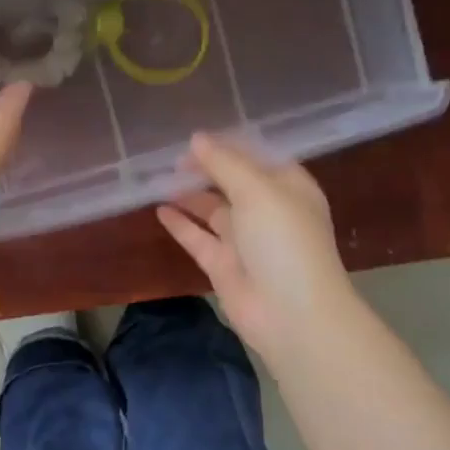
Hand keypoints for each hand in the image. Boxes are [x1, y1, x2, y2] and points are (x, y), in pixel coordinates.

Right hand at [156, 133, 354, 370]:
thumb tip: (196, 139)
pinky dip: (180, 224)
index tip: (194, 137)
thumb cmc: (283, 241)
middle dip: (205, 169)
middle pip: (232, 182)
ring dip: (189, 194)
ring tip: (159, 178)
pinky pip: (198, 237)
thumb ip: (224, 163)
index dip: (227, 145)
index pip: (256, 157)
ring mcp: (245, 240)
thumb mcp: (257, 191)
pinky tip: (158, 209)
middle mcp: (268, 211)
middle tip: (171, 158)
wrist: (291, 313)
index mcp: (288, 187)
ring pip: (212, 209)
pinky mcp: (223, 265)